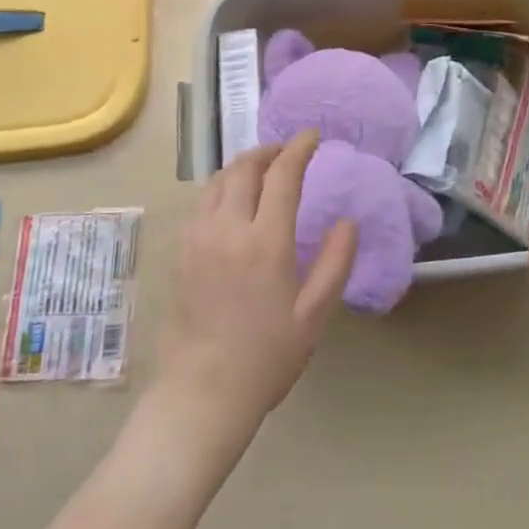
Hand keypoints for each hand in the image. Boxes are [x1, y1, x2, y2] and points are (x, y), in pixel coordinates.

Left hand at [154, 131, 356, 443]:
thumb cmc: (267, 356)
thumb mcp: (314, 314)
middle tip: (288, 151)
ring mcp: (197, 239)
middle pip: (244, 168)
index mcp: (265, 242)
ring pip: (217, 181)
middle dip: (268, 151)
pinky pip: (201, 203)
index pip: (282, 175)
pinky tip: (232, 201)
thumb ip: (334, 262)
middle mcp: (227, 229)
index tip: (312, 136)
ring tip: (261, 169)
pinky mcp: (181, 253)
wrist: (203, 392)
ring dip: (242, 166)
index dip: (299, 149)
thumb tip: (347, 222)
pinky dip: (221, 187)